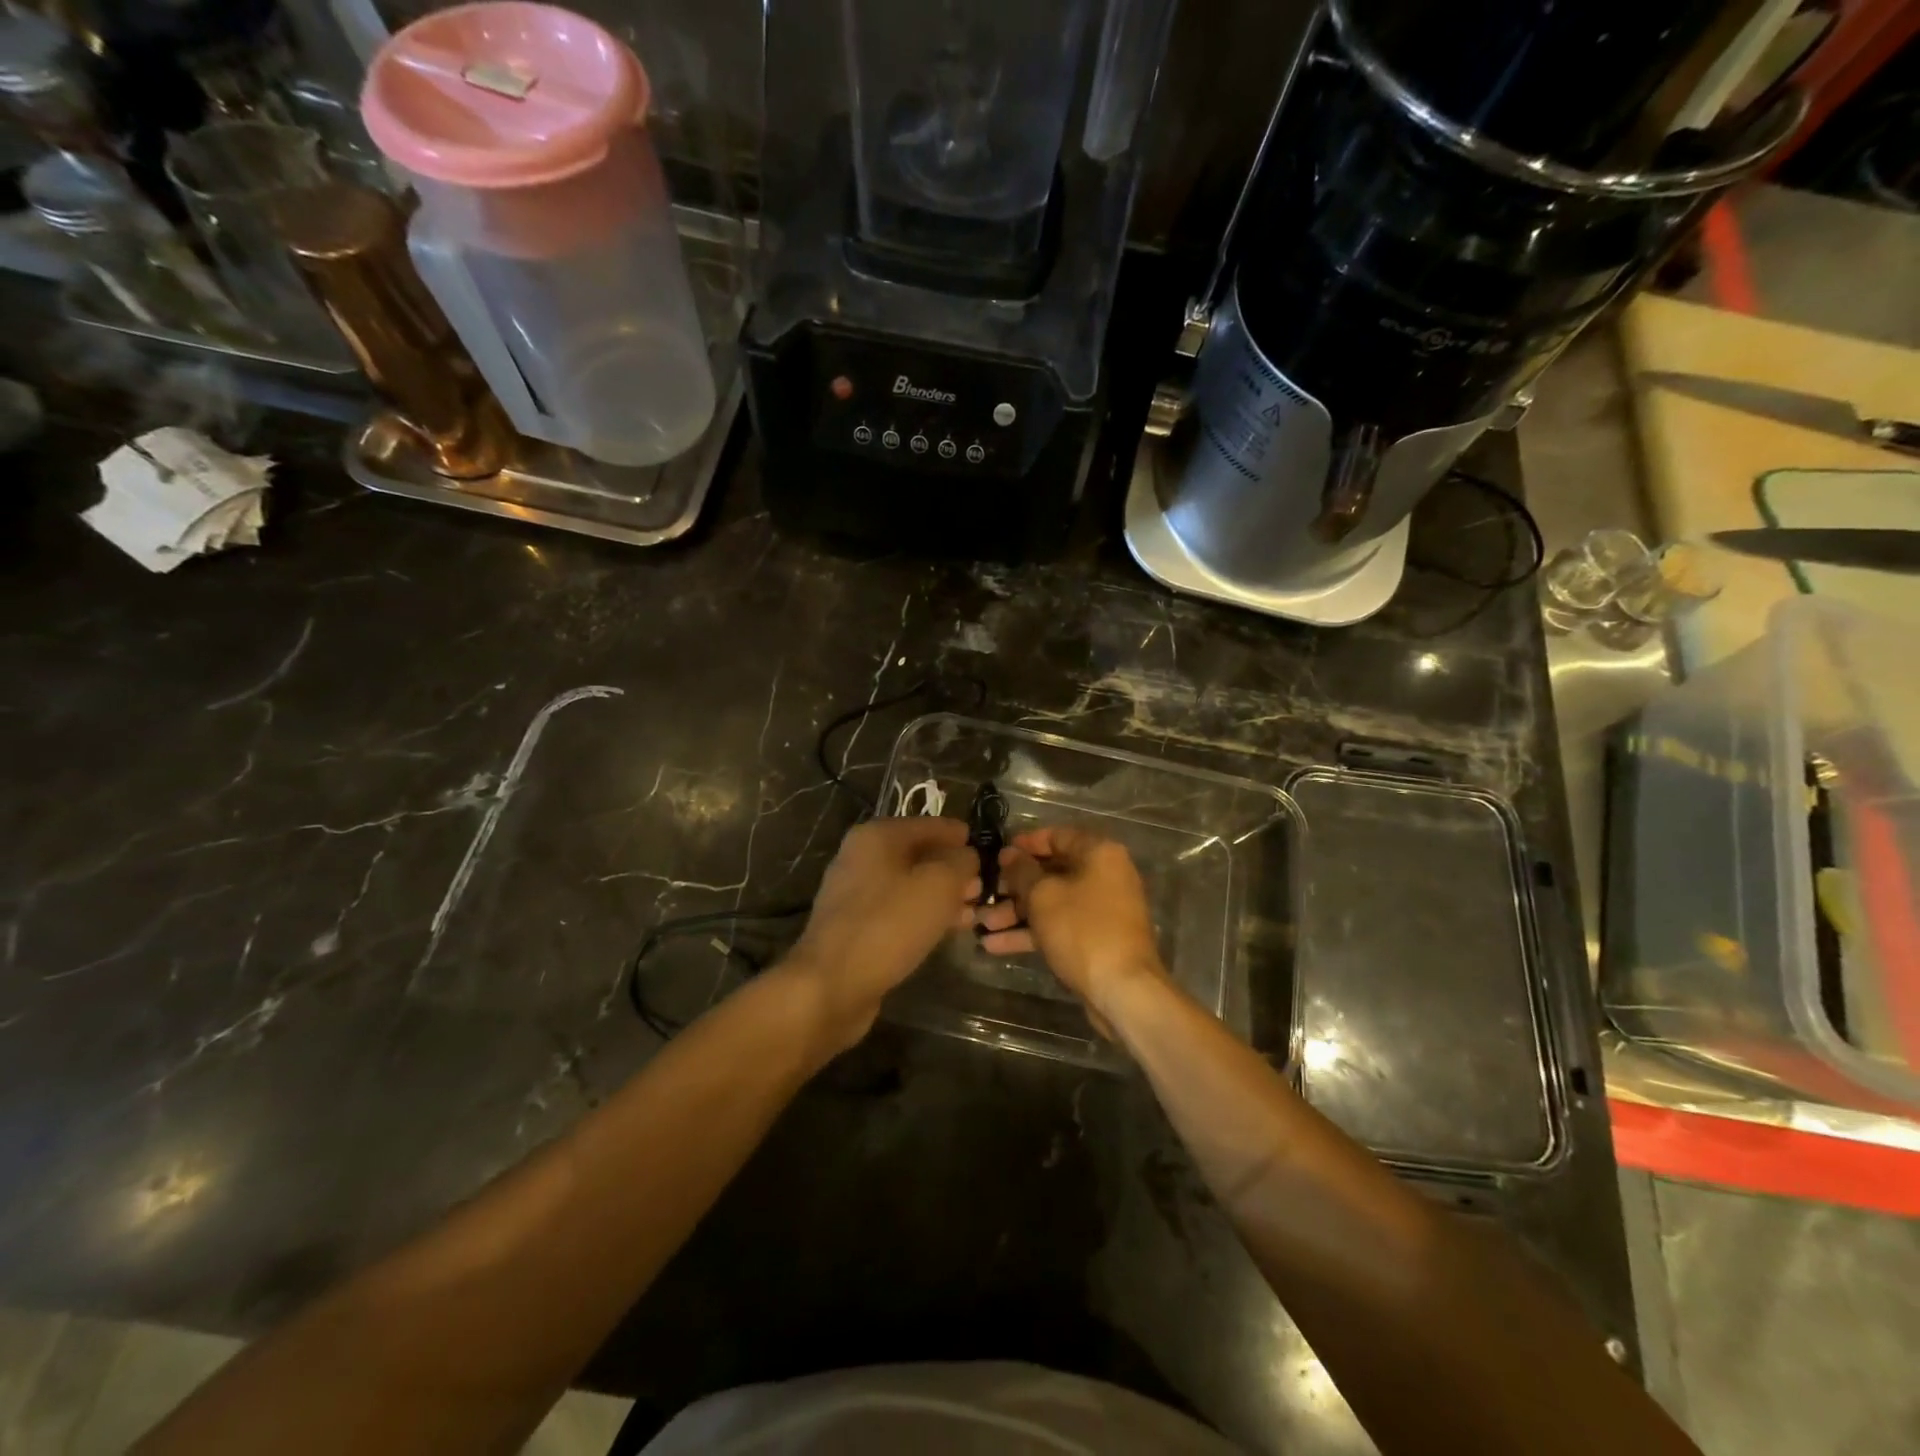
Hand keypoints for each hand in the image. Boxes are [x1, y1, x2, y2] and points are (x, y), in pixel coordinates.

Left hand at [782, 817, 978, 1053]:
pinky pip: (897, 911)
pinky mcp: (854, 927)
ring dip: (941, 896)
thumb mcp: (940, 885)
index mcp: (878, 835)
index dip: (960, 835)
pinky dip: (922, 916)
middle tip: (983, 887)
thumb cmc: (889, 924)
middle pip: (918, 855)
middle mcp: (861, 857)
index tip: (986, 849)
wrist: (830, 984)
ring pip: (909, 885)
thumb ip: (961, 862)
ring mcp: (854, 893)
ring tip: (972, 912)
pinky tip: (945, 931)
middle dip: (952, 869)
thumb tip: (967, 856)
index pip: (930, 824)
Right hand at [975, 827, 1167, 1020]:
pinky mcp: (1095, 939)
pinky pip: (1058, 926)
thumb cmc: (1082, 930)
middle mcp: (1104, 876)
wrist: (1122, 990)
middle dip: (1014, 885)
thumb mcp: (1043, 895)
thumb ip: (1021, 871)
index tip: (997, 853)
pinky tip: (994, 945)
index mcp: (1099, 853)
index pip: (1057, 836)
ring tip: (981, 923)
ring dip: (1016, 912)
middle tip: (983, 892)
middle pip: (1052, 871)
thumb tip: (1008, 854)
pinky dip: (1030, 933)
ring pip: (1052, 902)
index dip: (1025, 843)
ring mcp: (1101, 910)